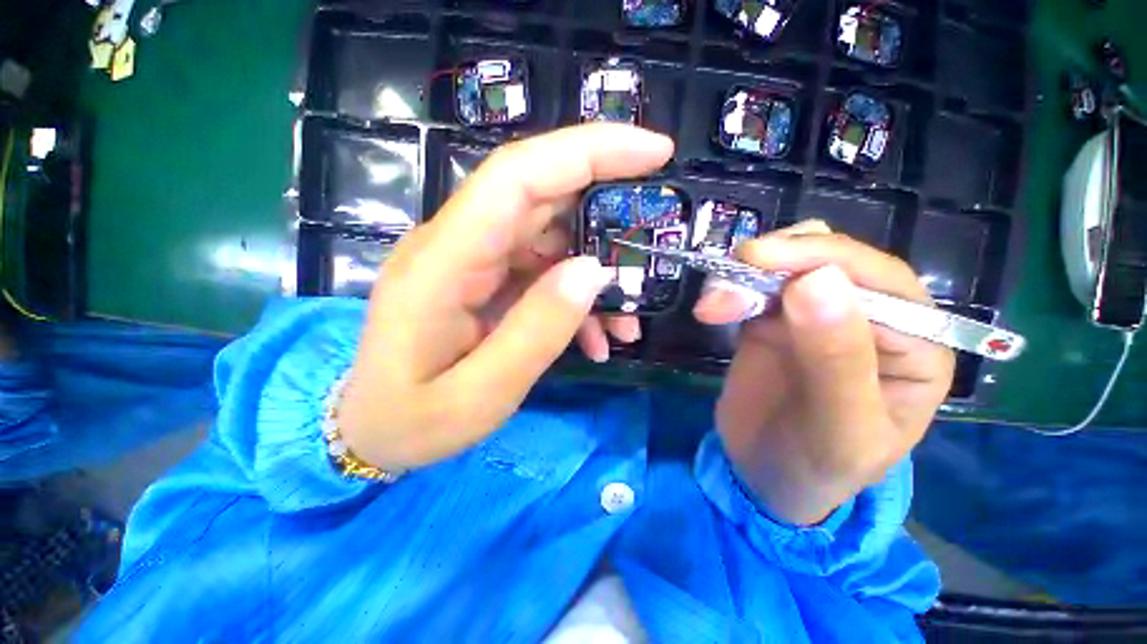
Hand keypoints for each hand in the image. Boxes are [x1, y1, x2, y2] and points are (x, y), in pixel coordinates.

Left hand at [336, 125, 673, 471]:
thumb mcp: (480, 394)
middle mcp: (457, 246)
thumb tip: (594, 272)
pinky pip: (543, 273)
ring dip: (597, 273)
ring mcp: (473, 262)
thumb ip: (536, 332)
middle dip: (608, 208)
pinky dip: (577, 299)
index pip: (519, 175)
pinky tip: (596, 339)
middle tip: (657, 235)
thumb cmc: (412, 421)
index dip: (588, 151)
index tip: (654, 152)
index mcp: (443, 262)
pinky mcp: (485, 282)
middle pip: (542, 197)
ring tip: (626, 323)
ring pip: (552, 239)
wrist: (371, 432)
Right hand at [694, 223, 954, 524]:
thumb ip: (836, 360)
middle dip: (775, 262)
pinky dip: (728, 289)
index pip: (880, 280)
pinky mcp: (773, 320)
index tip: (760, 258)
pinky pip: (754, 287)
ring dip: (743, 275)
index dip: (822, 258)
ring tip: (711, 305)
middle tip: (724, 283)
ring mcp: (816, 315)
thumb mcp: (839, 430)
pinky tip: (710, 309)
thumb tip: (816, 280)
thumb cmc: (818, 466)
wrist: (766, 476)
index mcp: (915, 345)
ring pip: (786, 265)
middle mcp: (870, 319)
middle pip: (829, 260)